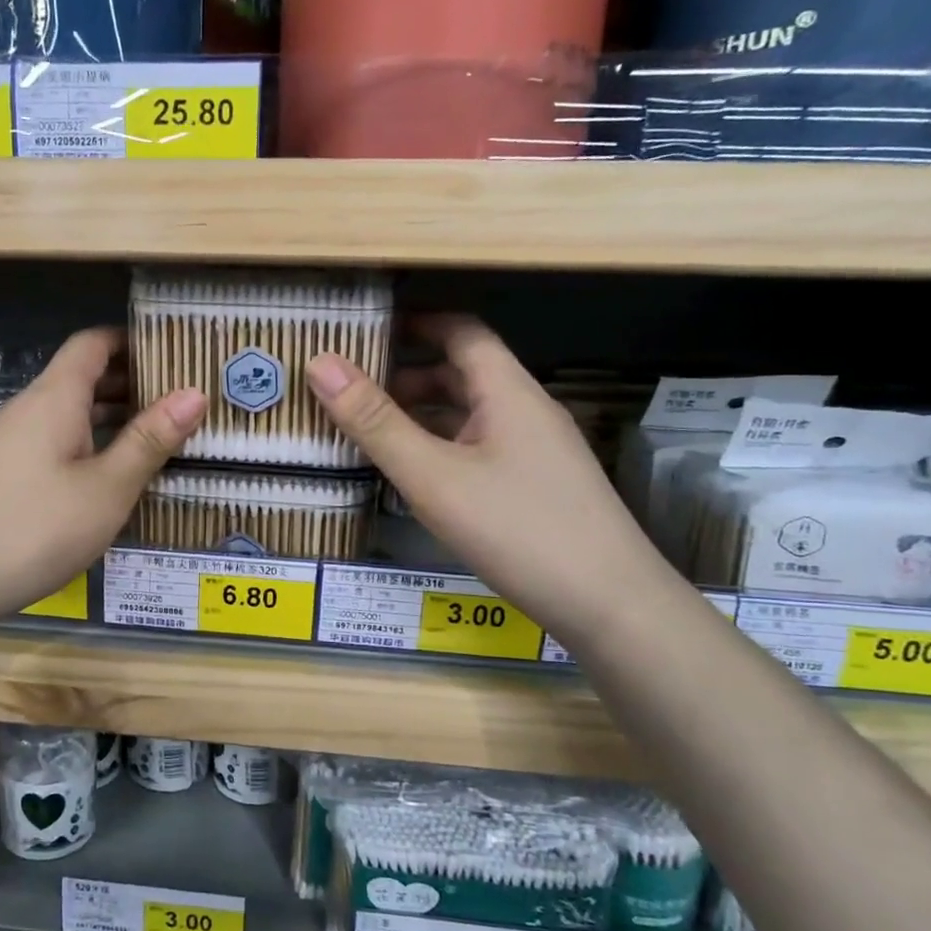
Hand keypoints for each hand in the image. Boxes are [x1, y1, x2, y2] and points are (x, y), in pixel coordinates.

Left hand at [0, 328, 204, 630]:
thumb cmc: (33, 528)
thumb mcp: (106, 489)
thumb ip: (149, 441)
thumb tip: (195, 393)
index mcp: (55, 399)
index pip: (93, 344)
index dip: (132, 340)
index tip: (174, 353)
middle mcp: (28, 410)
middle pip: (81, 378)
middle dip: (130, 383)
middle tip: (180, 403)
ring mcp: (7, 443)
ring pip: (67, 415)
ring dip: (109, 420)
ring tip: (154, 440)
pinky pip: (51, 444)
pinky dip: (85, 447)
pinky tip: (105, 480)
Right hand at [306, 315, 670, 640]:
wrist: (611, 606)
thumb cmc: (518, 529)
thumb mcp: (434, 477)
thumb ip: (376, 422)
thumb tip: (320, 363)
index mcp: (508, 392)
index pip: (462, 332)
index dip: (415, 324)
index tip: (366, 330)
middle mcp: (526, 412)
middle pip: (464, 374)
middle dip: (408, 374)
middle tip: (353, 388)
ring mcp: (536, 452)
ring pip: (472, 416)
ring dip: (424, 415)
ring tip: (372, 430)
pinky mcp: (538, 488)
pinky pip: (481, 450)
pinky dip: (443, 448)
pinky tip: (416, 476)